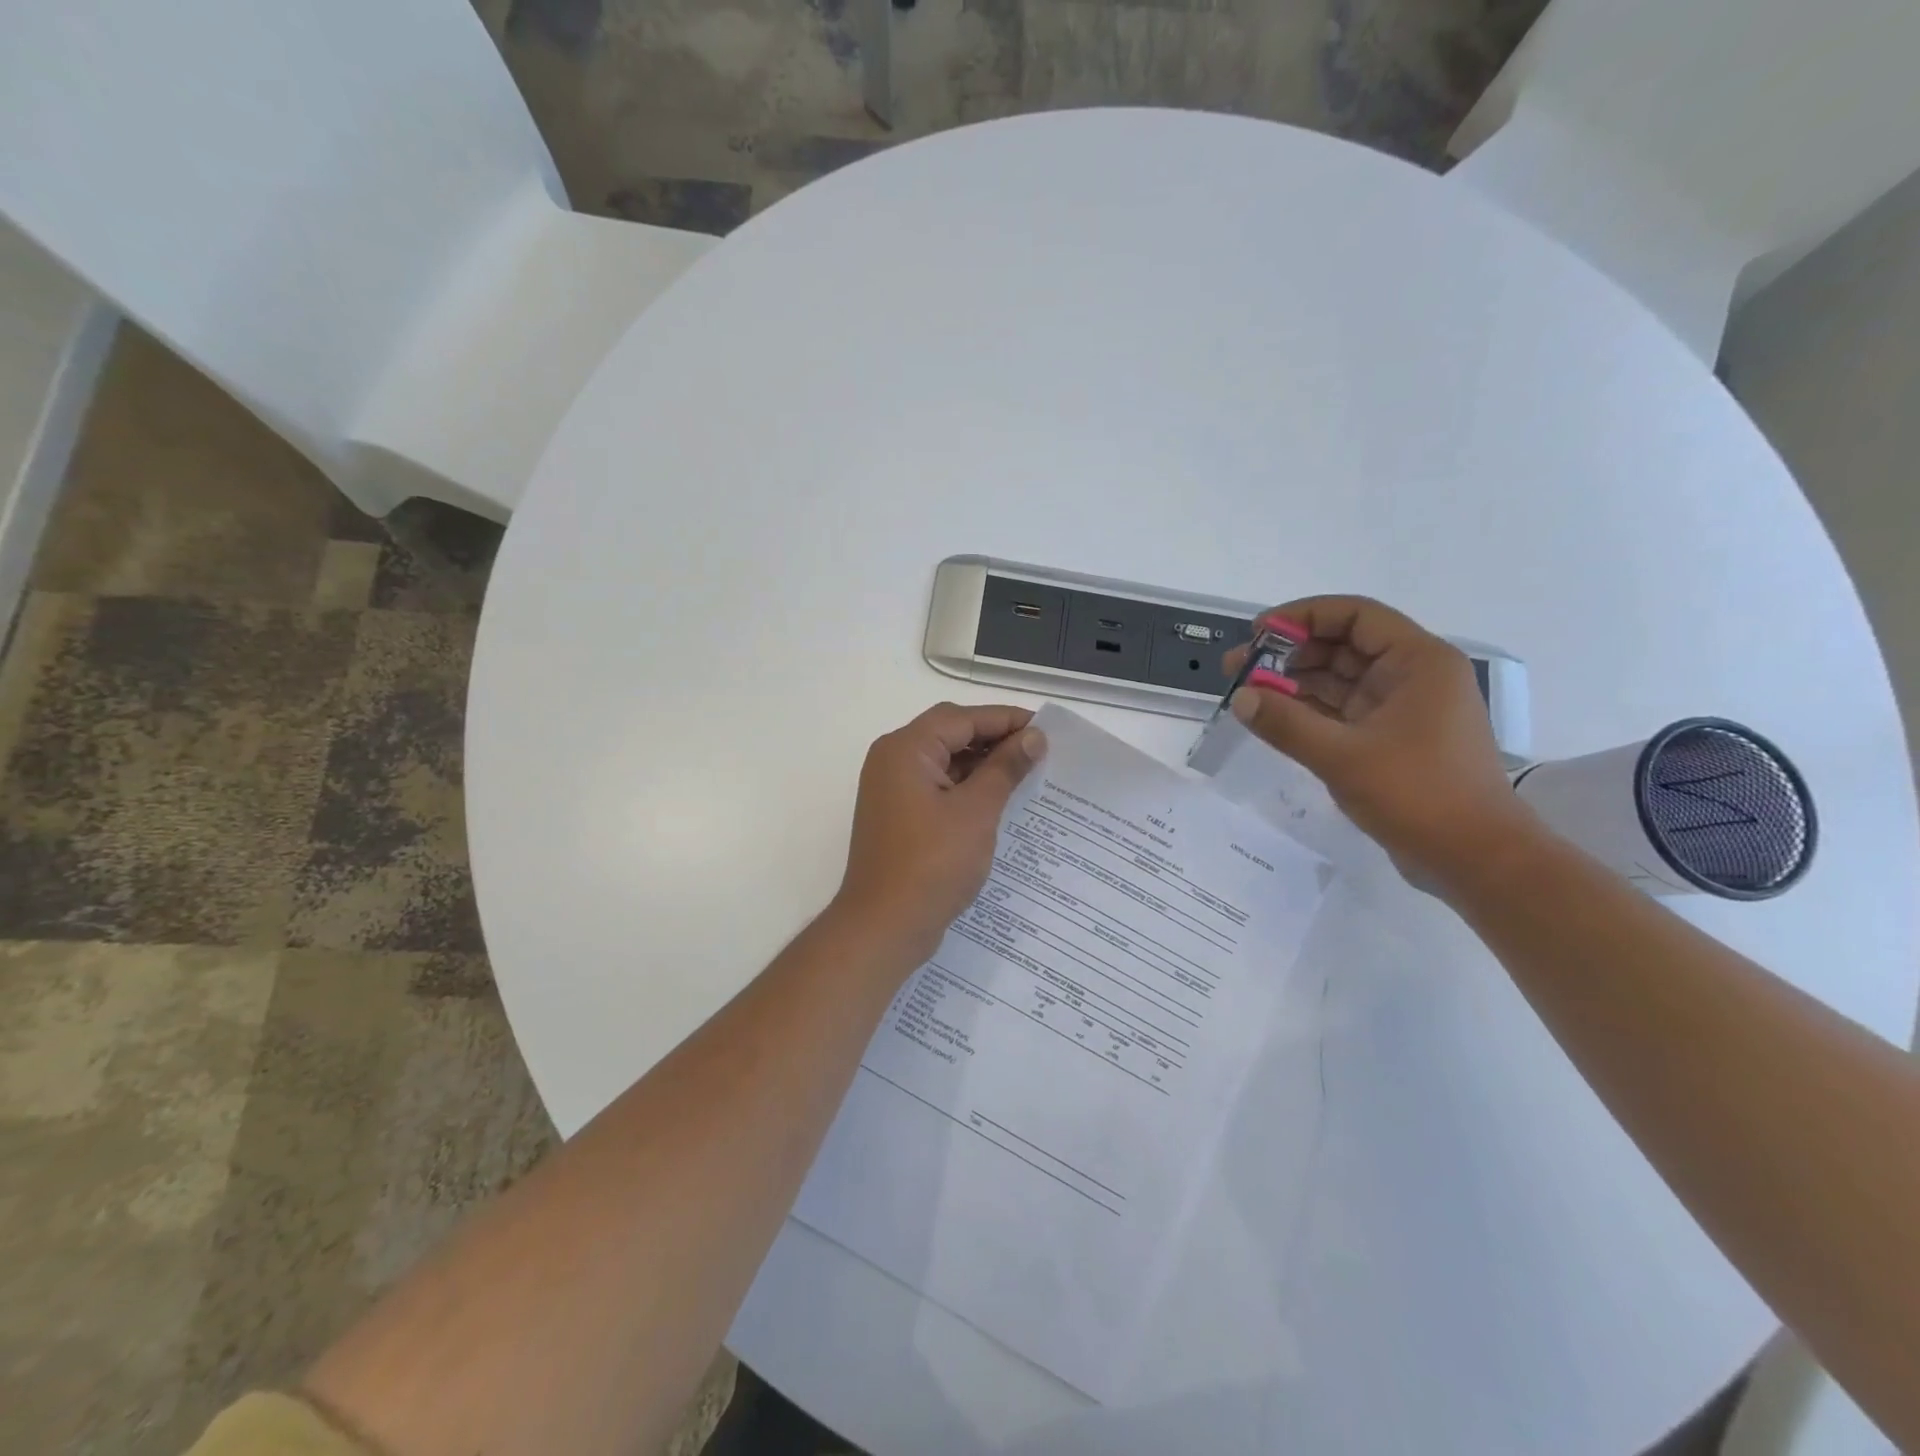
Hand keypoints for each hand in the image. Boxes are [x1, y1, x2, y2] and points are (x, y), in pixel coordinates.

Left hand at [833, 703, 1047, 961]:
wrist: (884, 926)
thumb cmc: (932, 864)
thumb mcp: (976, 811)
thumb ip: (1005, 768)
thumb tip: (1033, 737)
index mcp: (906, 749)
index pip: (961, 718)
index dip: (1005, 719)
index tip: (1045, 729)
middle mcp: (893, 760)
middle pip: (950, 734)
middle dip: (994, 739)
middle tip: (1038, 750)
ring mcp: (892, 789)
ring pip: (944, 761)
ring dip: (982, 764)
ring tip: (1027, 774)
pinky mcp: (898, 815)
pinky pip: (937, 787)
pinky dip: (966, 787)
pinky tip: (1000, 799)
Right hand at [1225, 596, 1537, 889]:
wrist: (1475, 860)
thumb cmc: (1418, 795)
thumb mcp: (1342, 756)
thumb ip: (1286, 723)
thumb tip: (1240, 698)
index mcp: (1418, 662)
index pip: (1355, 616)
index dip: (1302, 616)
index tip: (1256, 633)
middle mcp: (1413, 676)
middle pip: (1343, 646)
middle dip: (1288, 653)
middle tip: (1238, 667)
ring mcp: (1402, 709)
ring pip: (1339, 680)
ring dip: (1293, 683)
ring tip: (1245, 692)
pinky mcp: (1391, 740)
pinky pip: (1342, 711)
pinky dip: (1308, 711)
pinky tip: (1272, 717)